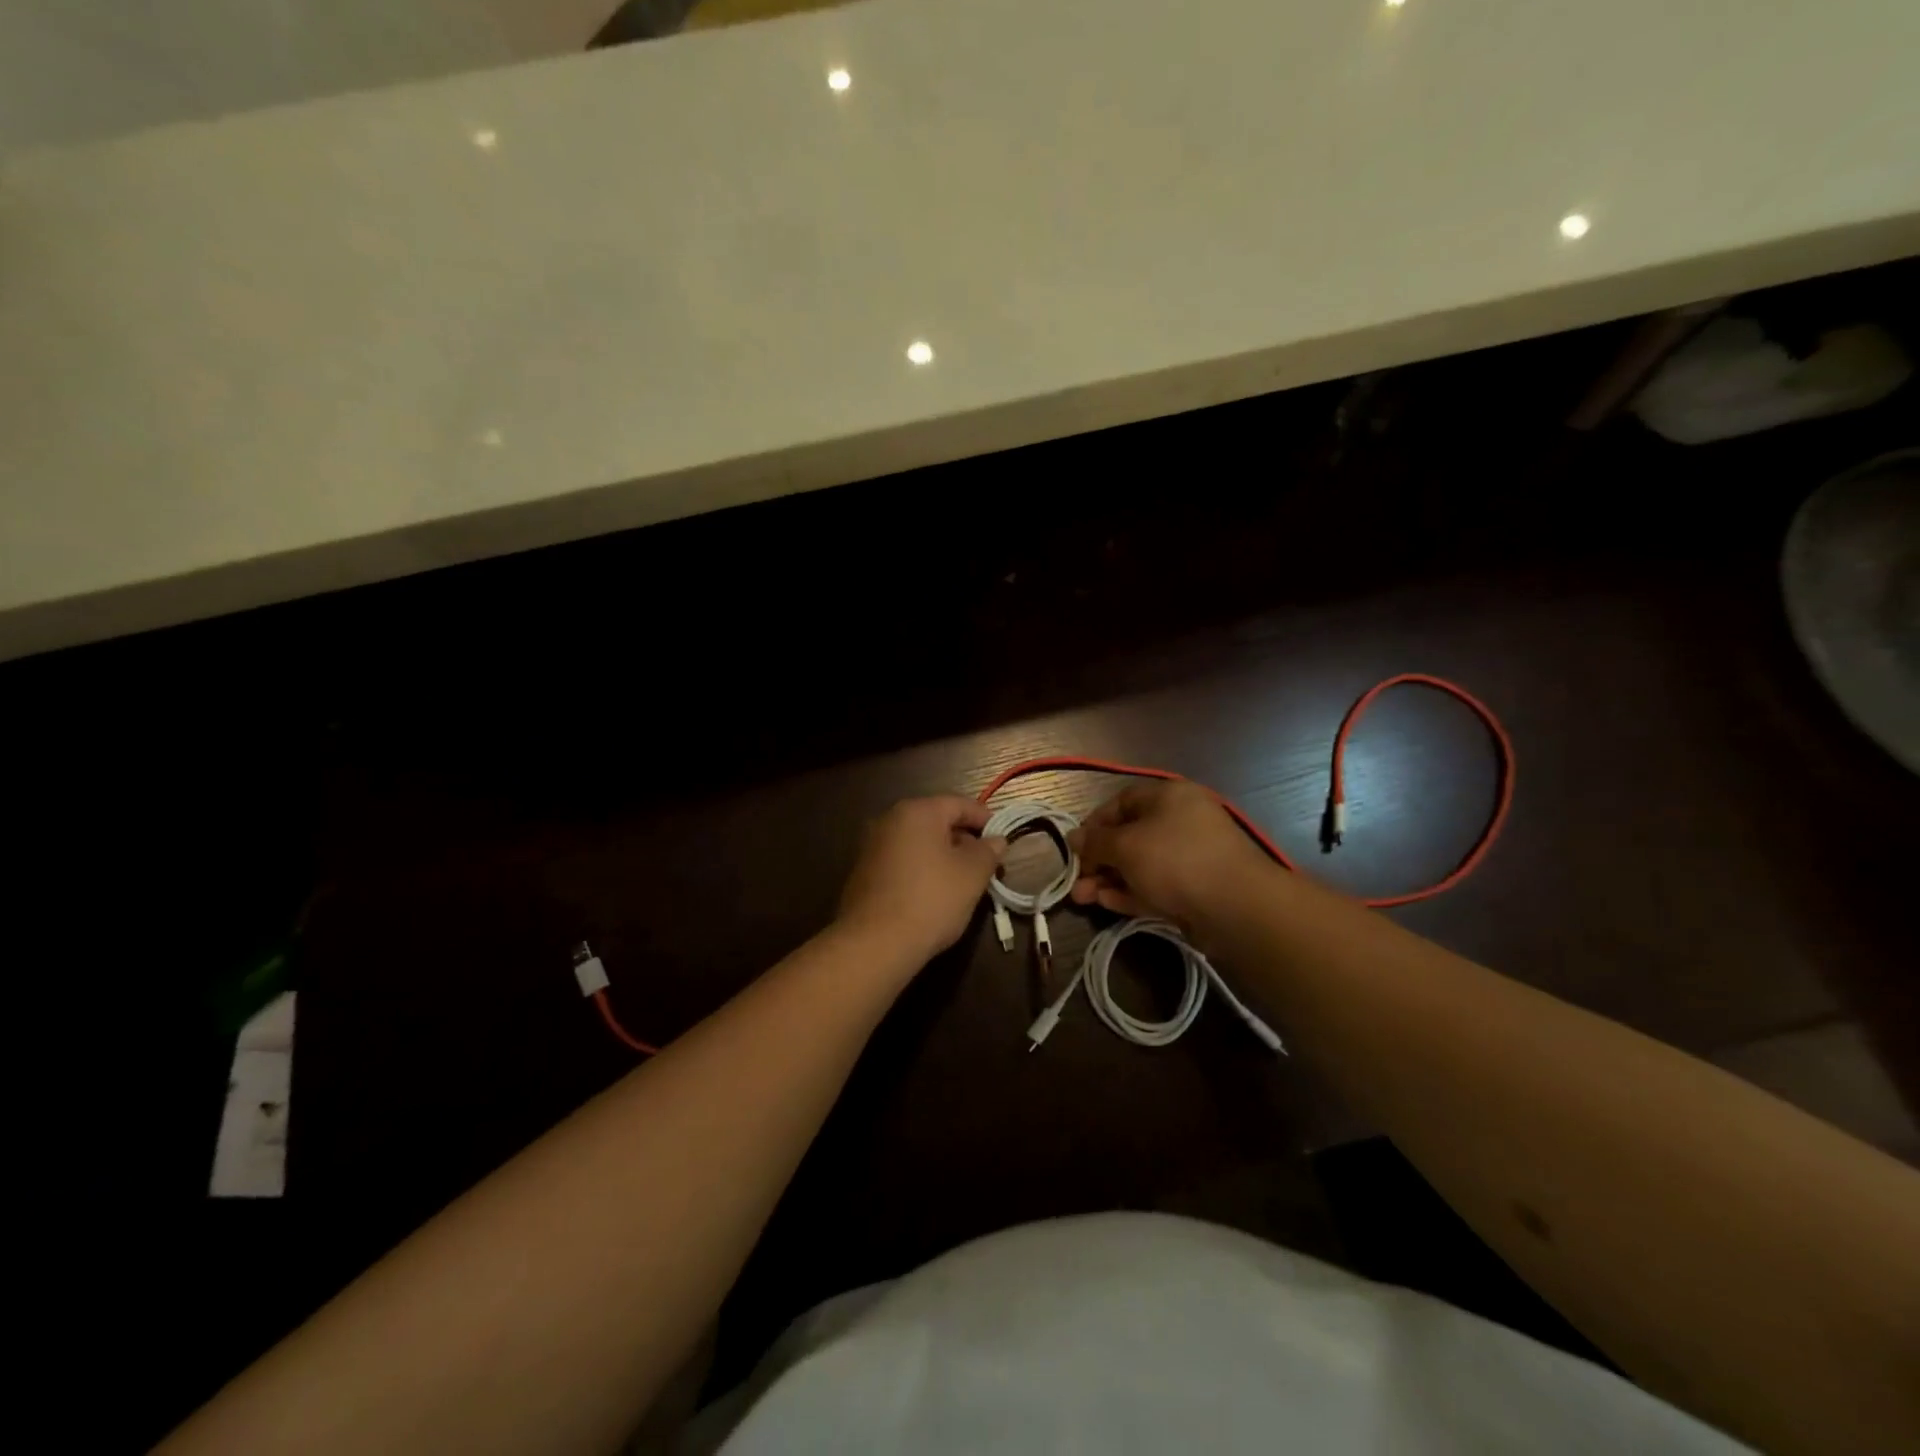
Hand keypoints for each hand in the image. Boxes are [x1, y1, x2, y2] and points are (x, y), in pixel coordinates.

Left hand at [837, 796, 1007, 965]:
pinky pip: (902, 861)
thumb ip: (988, 851)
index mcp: (918, 812)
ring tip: (964, 882)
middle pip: (937, 821)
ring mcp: (872, 846)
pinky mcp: (864, 873)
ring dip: (943, 856)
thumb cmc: (931, 899)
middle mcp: (890, 820)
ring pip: (919, 843)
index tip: (1003, 839)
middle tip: (986, 864)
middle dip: (964, 839)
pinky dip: (922, 869)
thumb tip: (996, 840)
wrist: (874, 944)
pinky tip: (934, 894)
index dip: (985, 819)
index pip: (960, 804)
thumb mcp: (972, 875)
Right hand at [1068, 780, 1274, 927]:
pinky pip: (1155, 885)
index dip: (1094, 823)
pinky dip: (1131, 892)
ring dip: (1109, 880)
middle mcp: (1180, 820)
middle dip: (1098, 859)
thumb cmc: (1175, 860)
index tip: (1075, 846)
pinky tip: (1106, 904)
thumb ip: (1095, 842)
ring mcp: (1190, 856)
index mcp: (1168, 796)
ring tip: (1082, 899)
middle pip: (1129, 836)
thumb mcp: (1125, 846)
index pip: (1121, 802)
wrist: (1237, 907)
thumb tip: (1073, 837)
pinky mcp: (1195, 888)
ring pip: (1140, 864)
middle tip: (1076, 881)